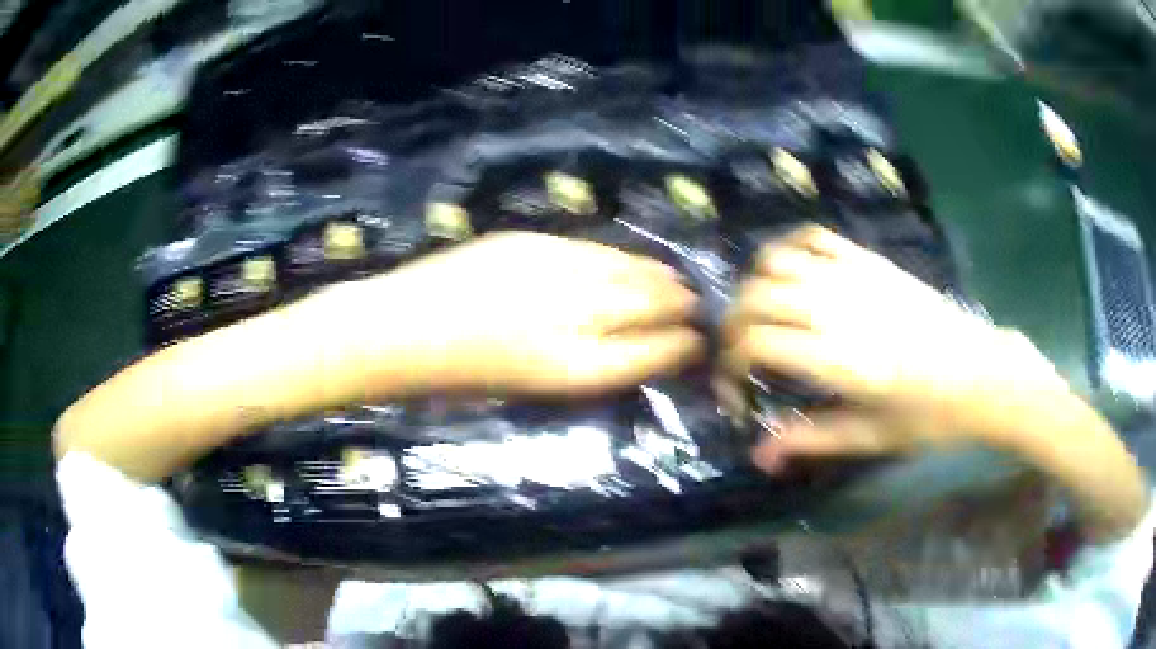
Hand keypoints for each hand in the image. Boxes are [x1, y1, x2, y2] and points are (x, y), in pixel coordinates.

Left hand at [352, 232, 703, 396]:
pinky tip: (631, 261)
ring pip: (628, 270)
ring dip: (659, 277)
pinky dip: (621, 258)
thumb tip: (633, 346)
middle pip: (650, 305)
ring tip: (676, 282)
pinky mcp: (534, 242)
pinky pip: (595, 250)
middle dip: (680, 307)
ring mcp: (555, 271)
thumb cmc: (462, 379)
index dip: (683, 347)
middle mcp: (576, 315)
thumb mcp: (534, 388)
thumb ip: (589, 365)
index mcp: (575, 368)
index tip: (699, 343)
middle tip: (697, 308)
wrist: (402, 330)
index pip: (653, 352)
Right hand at [722, 225, 1069, 470]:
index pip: (756, 343)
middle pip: (755, 298)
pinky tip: (790, 275)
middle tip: (740, 357)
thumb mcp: (872, 437)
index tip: (737, 392)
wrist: (983, 372)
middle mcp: (838, 308)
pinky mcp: (869, 260)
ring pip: (775, 262)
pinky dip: (788, 250)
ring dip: (753, 288)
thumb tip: (759, 455)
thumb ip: (812, 440)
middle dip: (731, 327)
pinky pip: (813, 237)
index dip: (730, 366)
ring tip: (762, 317)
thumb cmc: (932, 415)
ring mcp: (854, 276)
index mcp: (840, 358)